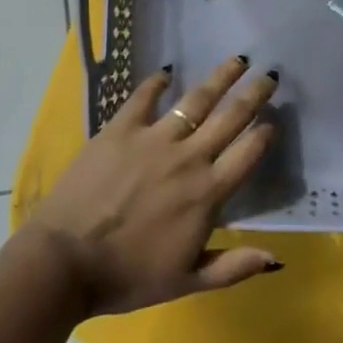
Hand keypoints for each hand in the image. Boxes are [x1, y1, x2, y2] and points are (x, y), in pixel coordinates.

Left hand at [20, 56, 282, 316]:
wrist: (65, 261)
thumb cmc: (127, 277)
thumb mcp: (186, 282)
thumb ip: (233, 267)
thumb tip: (277, 258)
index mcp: (207, 193)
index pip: (248, 154)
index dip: (265, 134)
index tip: (273, 120)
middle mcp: (188, 158)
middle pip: (230, 118)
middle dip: (253, 94)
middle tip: (270, 75)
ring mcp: (153, 139)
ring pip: (195, 100)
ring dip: (219, 78)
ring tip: (237, 60)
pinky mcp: (120, 129)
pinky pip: (143, 97)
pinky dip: (156, 82)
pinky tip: (166, 71)